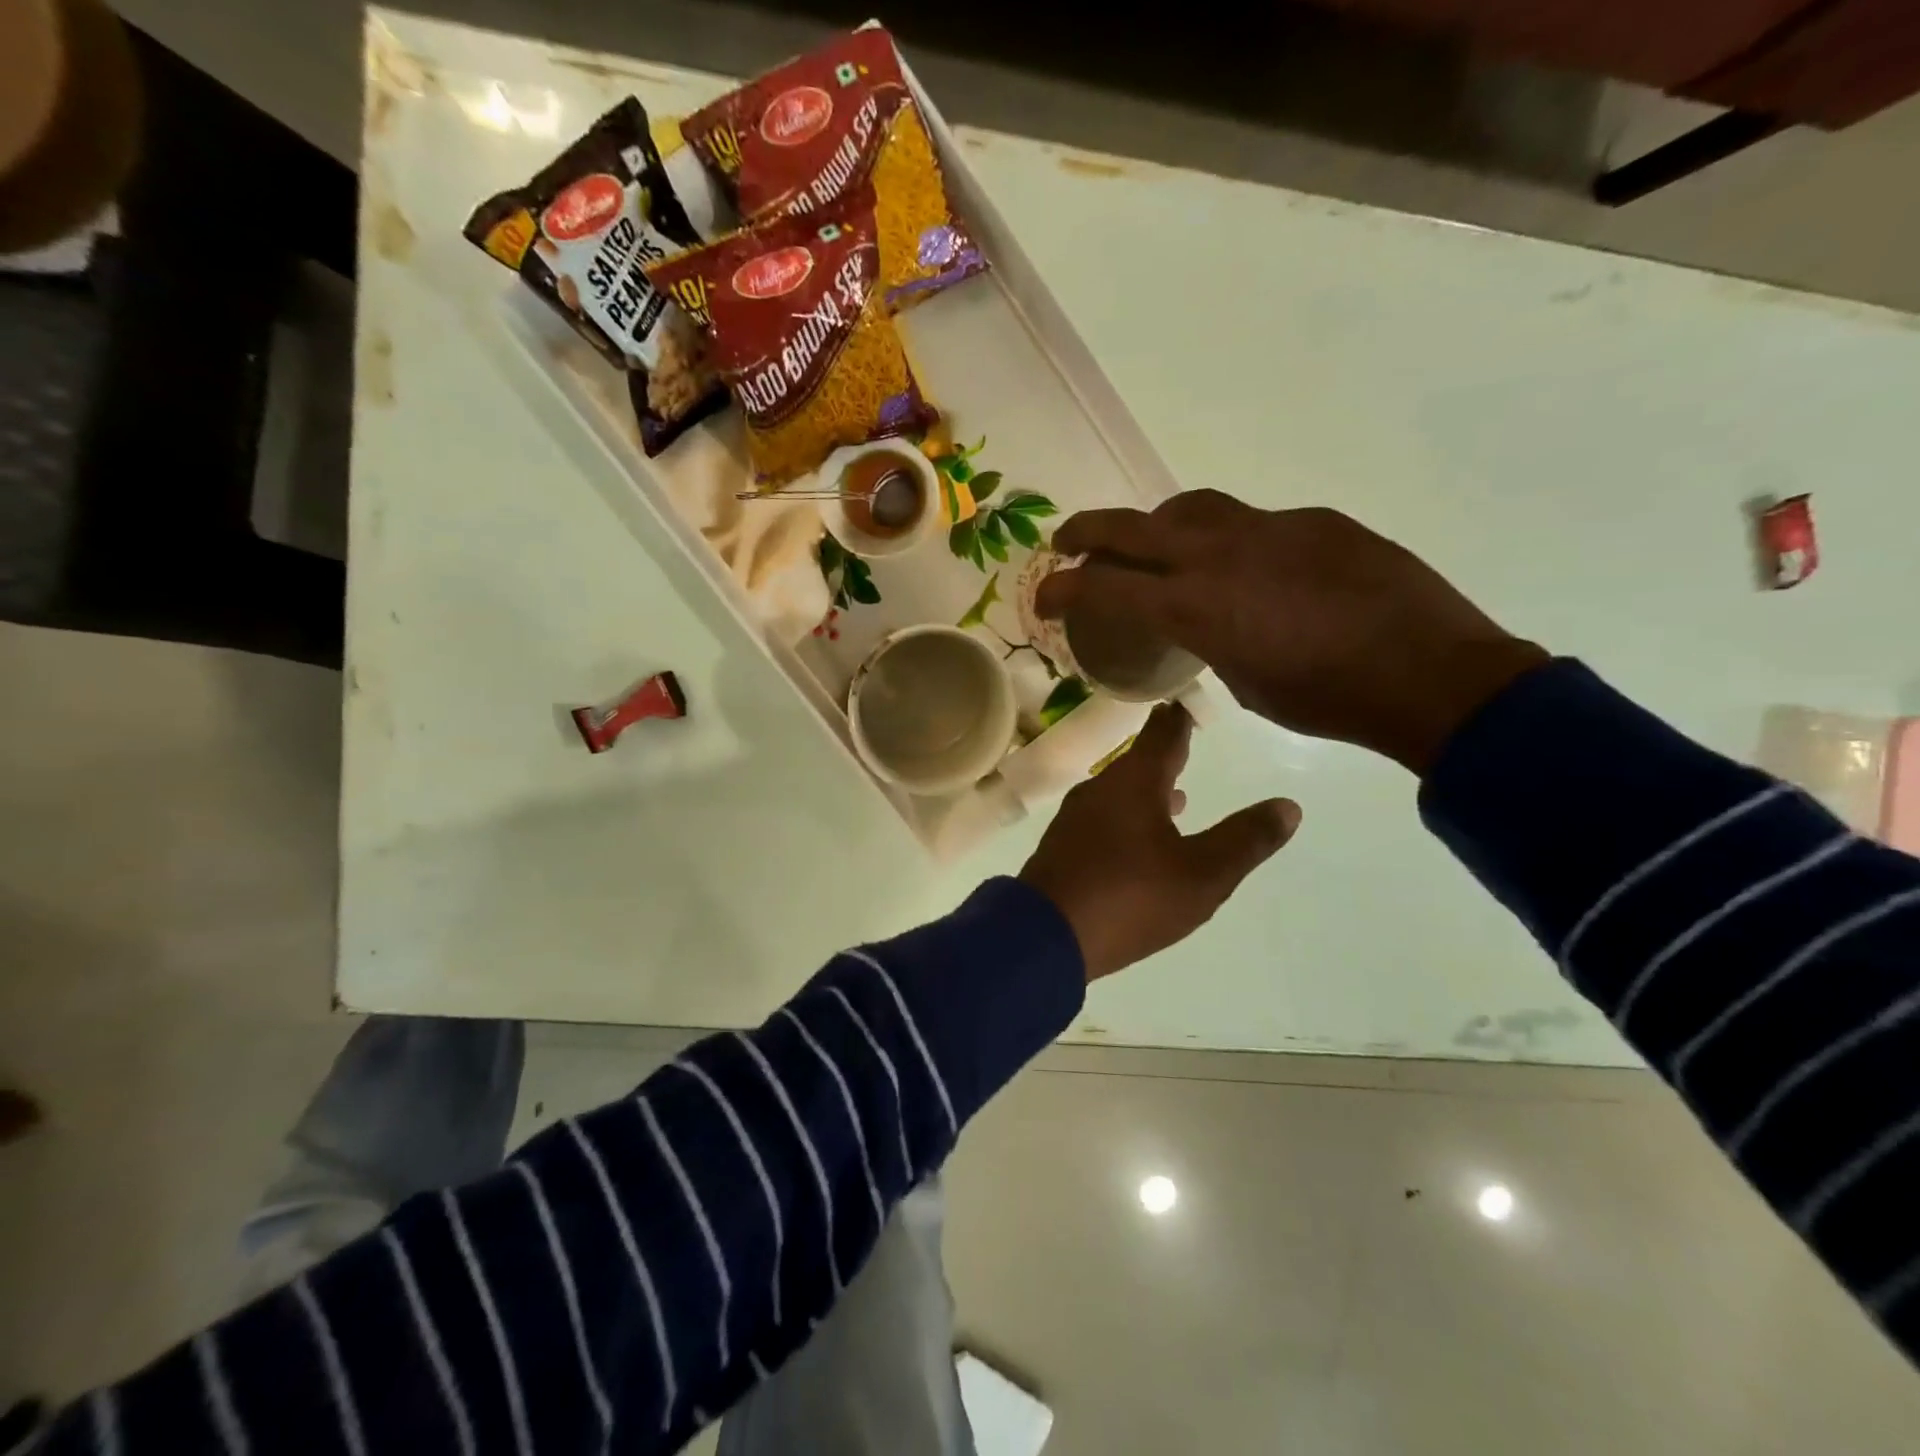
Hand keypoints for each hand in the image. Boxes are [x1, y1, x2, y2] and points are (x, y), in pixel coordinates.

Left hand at [1020, 704, 1299, 981]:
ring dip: (1148, 789)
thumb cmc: (1130, 898)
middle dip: (1165, 752)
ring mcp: (1076, 818)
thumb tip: (1288, 805)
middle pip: (1138, 761)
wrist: (1044, 936)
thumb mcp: (1202, 874)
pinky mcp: (1064, 846)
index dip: (1180, 717)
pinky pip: (1104, 818)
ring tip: (1177, 794)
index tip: (1188, 698)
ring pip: (1120, 792)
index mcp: (1134, 783)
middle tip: (1187, 739)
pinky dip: (1129, 816)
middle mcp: (1101, 789)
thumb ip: (1245, 840)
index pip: (1163, 734)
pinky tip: (1139, 837)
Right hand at [1035, 493, 1548, 773]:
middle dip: (1089, 530)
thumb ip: (1210, 643)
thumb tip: (1208, 627)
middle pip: (1133, 524)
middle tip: (1069, 540)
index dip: (1063, 586)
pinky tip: (1252, 571)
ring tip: (1154, 546)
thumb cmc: (1327, 701)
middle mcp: (1221, 554)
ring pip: (1192, 508)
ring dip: (1158, 524)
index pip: (1105, 583)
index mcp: (1196, 605)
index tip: (1044, 593)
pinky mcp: (1314, 522)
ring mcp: (1270, 528)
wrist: (1431, 674)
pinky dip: (1230, 541)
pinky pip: (1254, 523)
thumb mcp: (1246, 685)